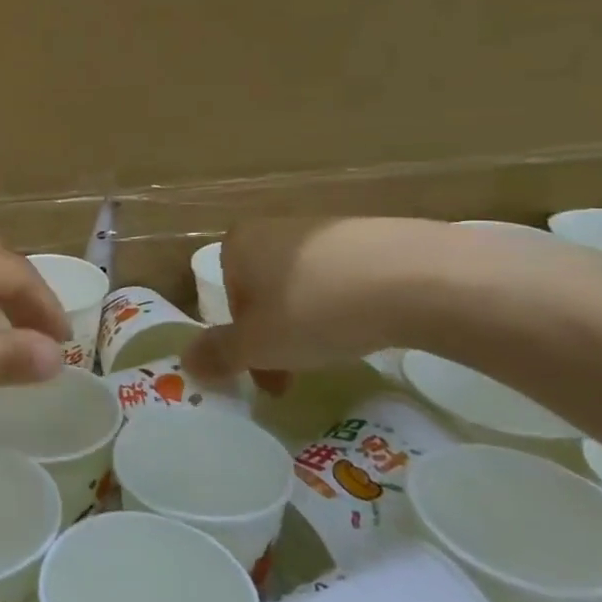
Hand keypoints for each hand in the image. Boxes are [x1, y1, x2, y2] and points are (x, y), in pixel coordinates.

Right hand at [183, 218, 450, 385]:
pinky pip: (348, 278)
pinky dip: (352, 304)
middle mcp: (276, 228)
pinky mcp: (375, 236)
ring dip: (314, 321)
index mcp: (238, 244)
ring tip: (342, 352)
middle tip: (298, 374)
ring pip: (307, 285)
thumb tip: (185, 363)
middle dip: (278, 334)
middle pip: (266, 291)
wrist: (416, 278)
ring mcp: (327, 228)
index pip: (228, 298)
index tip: (266, 372)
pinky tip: (375, 326)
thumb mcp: (257, 345)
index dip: (244, 340)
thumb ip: (218, 354)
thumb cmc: (315, 309)